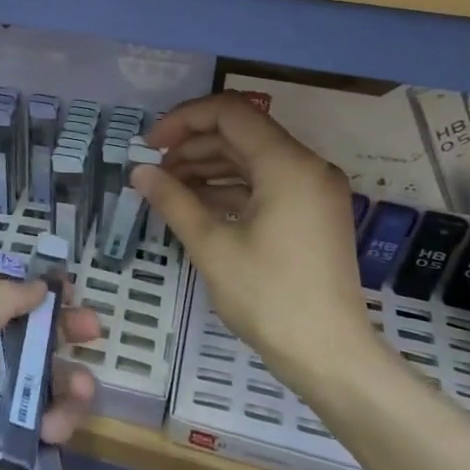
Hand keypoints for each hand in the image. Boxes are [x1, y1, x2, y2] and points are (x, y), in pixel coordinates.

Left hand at [0, 281, 99, 469]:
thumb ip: (3, 300)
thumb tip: (35, 284)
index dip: (32, 294)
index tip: (66, 290)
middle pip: (28, 339)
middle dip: (63, 333)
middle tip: (93, 329)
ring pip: (45, 382)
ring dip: (68, 383)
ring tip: (81, 391)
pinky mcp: (14, 445)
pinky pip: (48, 422)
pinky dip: (56, 422)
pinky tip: (51, 432)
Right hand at [132, 93, 376, 373]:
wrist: (331, 357)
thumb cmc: (270, 298)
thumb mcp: (212, 246)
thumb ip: (173, 200)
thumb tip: (138, 171)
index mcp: (288, 164)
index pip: (229, 112)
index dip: (183, 119)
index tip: (150, 144)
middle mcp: (306, 166)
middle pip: (240, 133)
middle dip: (192, 144)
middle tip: (153, 169)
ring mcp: (313, 190)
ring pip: (251, 158)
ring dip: (207, 166)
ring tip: (167, 187)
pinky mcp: (312, 213)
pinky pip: (265, 183)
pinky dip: (229, 187)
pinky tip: (195, 204)